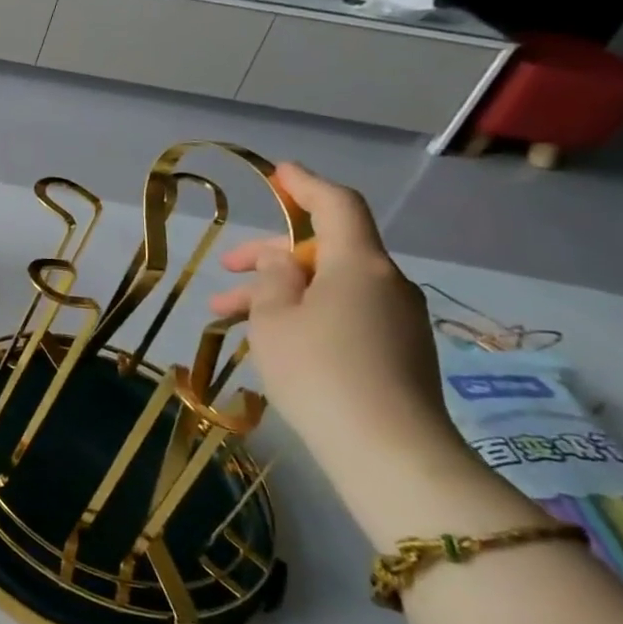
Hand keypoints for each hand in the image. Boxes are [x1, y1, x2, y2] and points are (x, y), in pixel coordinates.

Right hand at [208, 162, 455, 474]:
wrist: (388, 450)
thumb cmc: (318, 369)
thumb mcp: (274, 317)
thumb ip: (272, 278)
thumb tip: (281, 259)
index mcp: (358, 264)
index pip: (336, 206)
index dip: (305, 185)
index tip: (279, 173)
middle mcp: (386, 283)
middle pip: (325, 250)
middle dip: (271, 256)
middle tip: (225, 269)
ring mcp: (397, 319)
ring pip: (329, 287)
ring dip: (280, 293)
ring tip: (227, 317)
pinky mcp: (398, 350)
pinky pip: (344, 314)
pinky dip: (305, 314)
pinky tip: (271, 340)